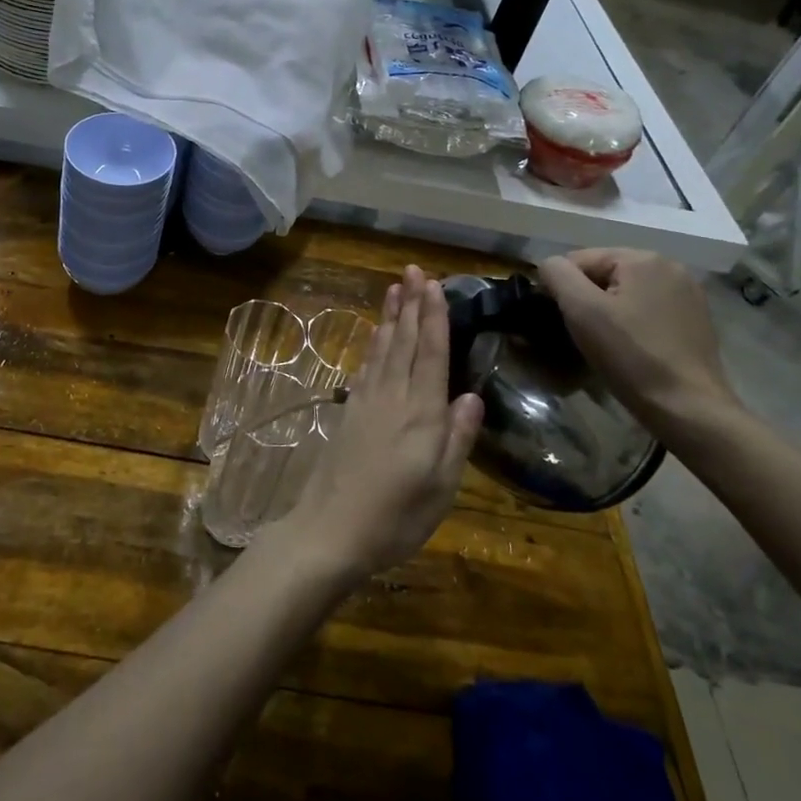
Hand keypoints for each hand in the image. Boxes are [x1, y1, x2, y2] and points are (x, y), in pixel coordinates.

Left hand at [271, 267, 483, 583]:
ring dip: (391, 316)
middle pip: (405, 342)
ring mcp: (367, 401)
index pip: (431, 354)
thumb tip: (471, 396)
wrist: (330, 530)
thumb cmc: (395, 518)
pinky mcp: (350, 411)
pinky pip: (366, 365)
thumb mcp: (441, 488)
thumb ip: (457, 439)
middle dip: (411, 304)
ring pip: (383, 348)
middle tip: (414, 270)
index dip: (434, 317)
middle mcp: (393, 397)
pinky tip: (377, 333)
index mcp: (422, 414)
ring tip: (396, 288)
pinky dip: (374, 343)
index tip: (434, 284)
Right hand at [537, 249, 746, 445]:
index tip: (563, 320)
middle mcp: (670, 266)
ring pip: (625, 293)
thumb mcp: (581, 310)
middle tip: (582, 334)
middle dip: (586, 299)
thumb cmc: (631, 356)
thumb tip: (549, 265)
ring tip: (604, 343)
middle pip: (604, 274)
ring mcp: (687, 293)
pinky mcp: (695, 319)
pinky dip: (631, 322)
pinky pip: (646, 309)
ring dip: (607, 311)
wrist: (688, 408)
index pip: (579, 260)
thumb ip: (557, 274)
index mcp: (643, 258)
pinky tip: (630, 347)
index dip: (562, 288)